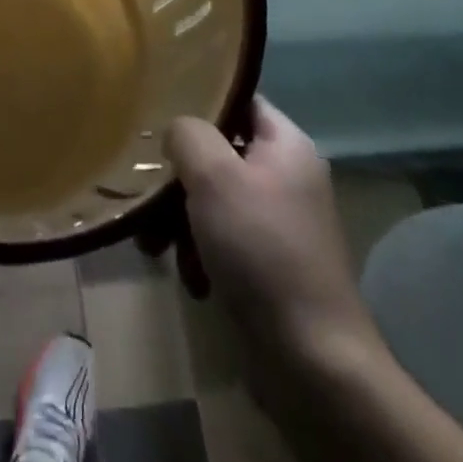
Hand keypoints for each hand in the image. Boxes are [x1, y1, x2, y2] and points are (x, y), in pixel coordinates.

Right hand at [166, 97, 380, 364]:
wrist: (312, 361)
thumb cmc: (261, 249)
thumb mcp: (214, 176)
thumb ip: (188, 134)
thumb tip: (178, 131)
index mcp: (286, 144)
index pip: (238, 100)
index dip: (200, 102)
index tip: (159, 113)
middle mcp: (287, 177)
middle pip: (219, 153)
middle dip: (179, 176)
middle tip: (149, 193)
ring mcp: (280, 223)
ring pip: (215, 200)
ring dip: (180, 220)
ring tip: (155, 246)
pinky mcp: (270, 265)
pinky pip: (224, 240)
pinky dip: (201, 253)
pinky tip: (190, 278)